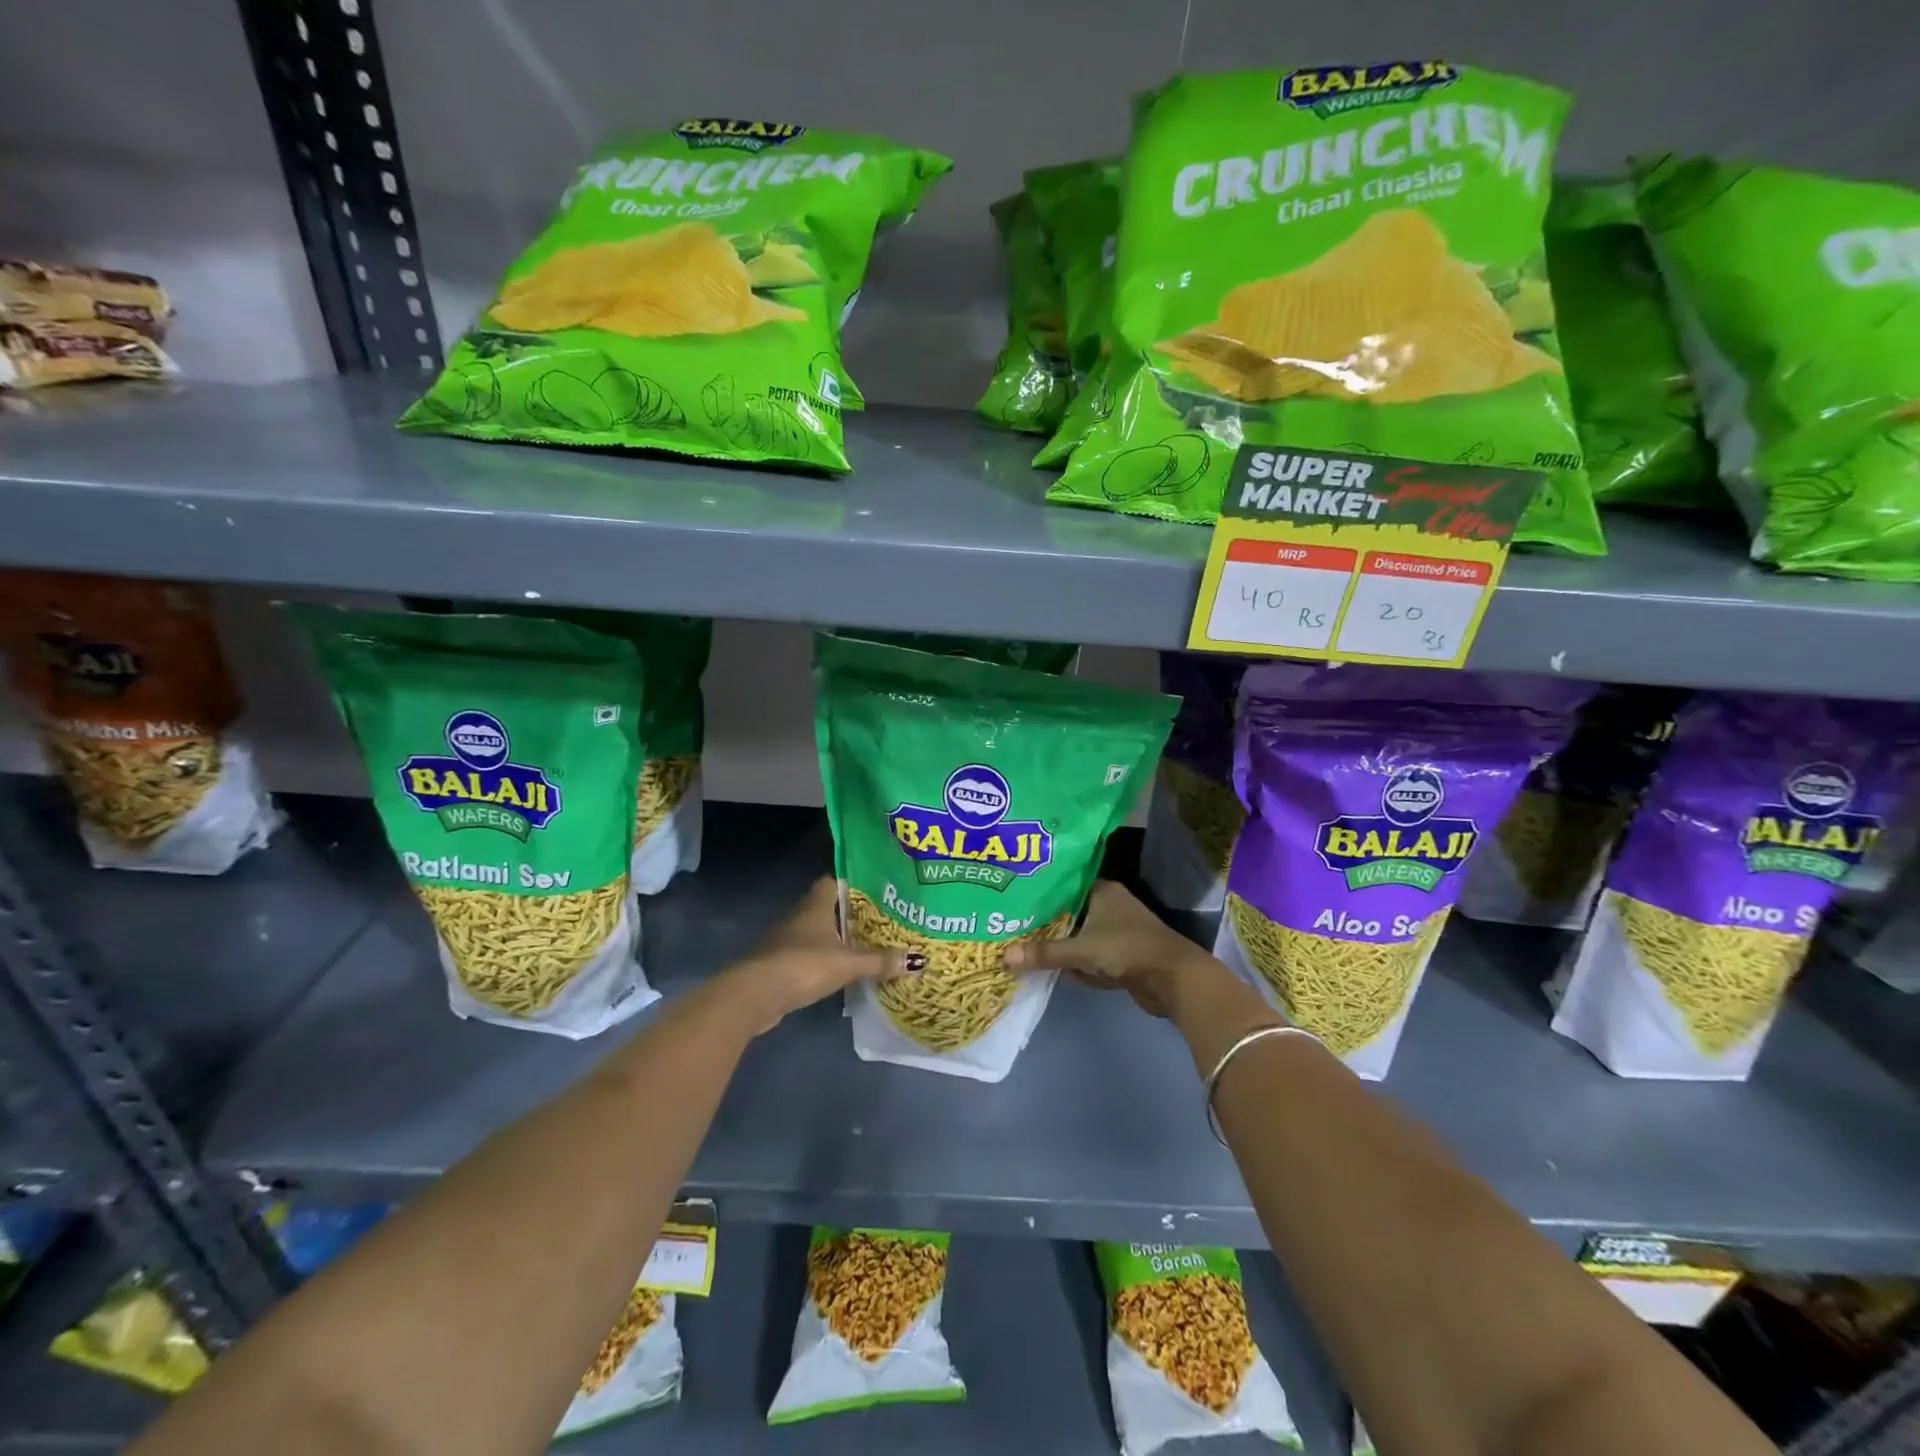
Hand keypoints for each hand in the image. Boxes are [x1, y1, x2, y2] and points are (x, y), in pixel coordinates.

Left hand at [722, 877, 920, 1031]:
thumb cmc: (803, 965)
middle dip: (851, 912)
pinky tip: (841, 968)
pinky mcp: (780, 963)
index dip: (854, 882)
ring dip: (837, 937)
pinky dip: (825, 958)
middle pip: (828, 906)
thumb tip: (918, 960)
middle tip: (882, 917)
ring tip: (867, 943)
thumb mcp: (847, 964)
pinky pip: (809, 953)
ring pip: (818, 931)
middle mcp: (800, 916)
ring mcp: (787, 939)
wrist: (755, 994)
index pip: (834, 881)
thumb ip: (880, 962)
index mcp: (816, 905)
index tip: (878, 887)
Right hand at [1003, 880, 1219, 1018]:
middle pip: (1068, 911)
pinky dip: (1075, 963)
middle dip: (1044, 923)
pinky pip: (1088, 956)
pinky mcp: (1119, 955)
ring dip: (1059, 945)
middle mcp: (1109, 905)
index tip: (1013, 897)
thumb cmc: (1127, 950)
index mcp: (1102, 890)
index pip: (1063, 883)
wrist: (1174, 980)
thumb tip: (1004, 956)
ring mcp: (1115, 931)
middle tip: (1011, 925)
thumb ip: (1044, 953)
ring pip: (1077, 935)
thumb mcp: (1081, 950)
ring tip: (1022, 946)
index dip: (1040, 890)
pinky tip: (1051, 969)